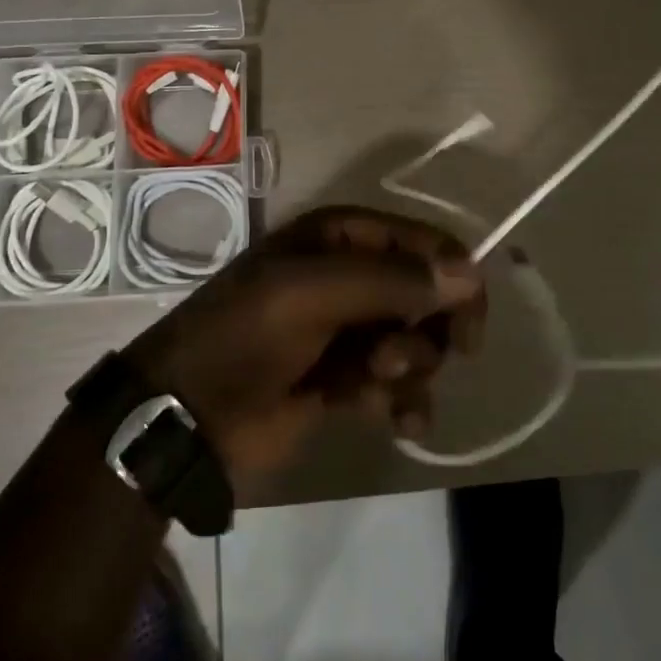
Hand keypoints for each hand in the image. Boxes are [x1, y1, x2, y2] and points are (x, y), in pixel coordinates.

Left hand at [123, 207, 486, 479]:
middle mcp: (350, 277)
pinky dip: (407, 402)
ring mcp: (349, 331)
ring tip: (374, 384)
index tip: (469, 320)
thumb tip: (472, 273)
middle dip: (426, 327)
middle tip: (408, 356)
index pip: (421, 242)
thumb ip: (393, 281)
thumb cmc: (246, 335)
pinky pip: (400, 385)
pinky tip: (403, 422)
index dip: (452, 275)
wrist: (188, 416)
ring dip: (410, 366)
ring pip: (417, 342)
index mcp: (340, 238)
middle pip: (426, 294)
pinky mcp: (348, 381)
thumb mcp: (313, 293)